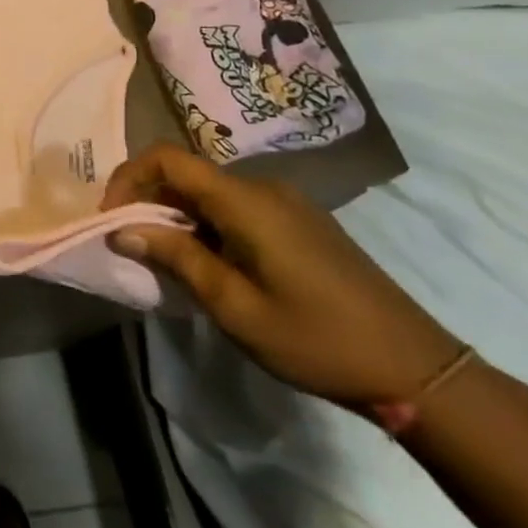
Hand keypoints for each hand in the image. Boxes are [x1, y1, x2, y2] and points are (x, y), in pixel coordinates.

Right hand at [104, 144, 460, 408]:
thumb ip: (176, 258)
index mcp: (245, 200)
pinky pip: (236, 208)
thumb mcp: (234, 305)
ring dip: (178, 216)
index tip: (111, 218)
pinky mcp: (300, 223)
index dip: (129, 178)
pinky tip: (210, 265)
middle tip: (131, 244)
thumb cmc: (316, 338)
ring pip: (210, 192)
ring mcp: (286, 203)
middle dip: (149, 201)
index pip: (167, 158)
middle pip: (187, 174)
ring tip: (166, 260)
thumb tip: (121, 228)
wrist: (416, 369)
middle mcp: (263, 188)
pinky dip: (207, 225)